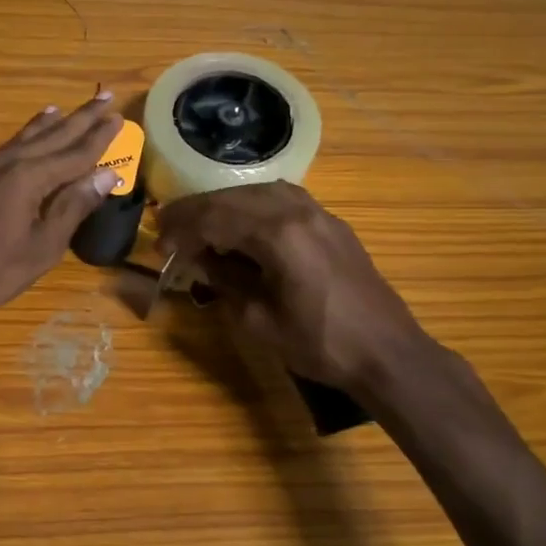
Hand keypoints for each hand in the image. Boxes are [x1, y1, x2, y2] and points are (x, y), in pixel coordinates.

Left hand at [0, 94, 122, 333]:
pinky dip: (16, 144)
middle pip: (49, 137)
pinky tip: (17, 147)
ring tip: (60, 110)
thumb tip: (106, 175)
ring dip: (44, 126)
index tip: (118, 117)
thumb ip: (73, 207)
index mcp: (29, 178)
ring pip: (19, 141)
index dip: (98, 137)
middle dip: (78, 119)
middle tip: (103, 98)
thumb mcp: (42, 247)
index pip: (74, 153)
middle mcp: (5, 165)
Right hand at [157, 182, 426, 392]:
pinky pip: (283, 200)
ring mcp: (319, 214)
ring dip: (225, 204)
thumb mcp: (259, 320)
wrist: (386, 352)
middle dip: (197, 211)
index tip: (159, 245)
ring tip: (200, 222)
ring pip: (260, 193)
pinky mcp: (332, 224)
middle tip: (167, 226)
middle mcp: (298, 211)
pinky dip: (253, 206)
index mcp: (278, 234)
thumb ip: (224, 281)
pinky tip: (242, 222)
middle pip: (235, 198)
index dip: (183, 229)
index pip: (216, 218)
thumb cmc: (319, 343)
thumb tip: (199, 260)